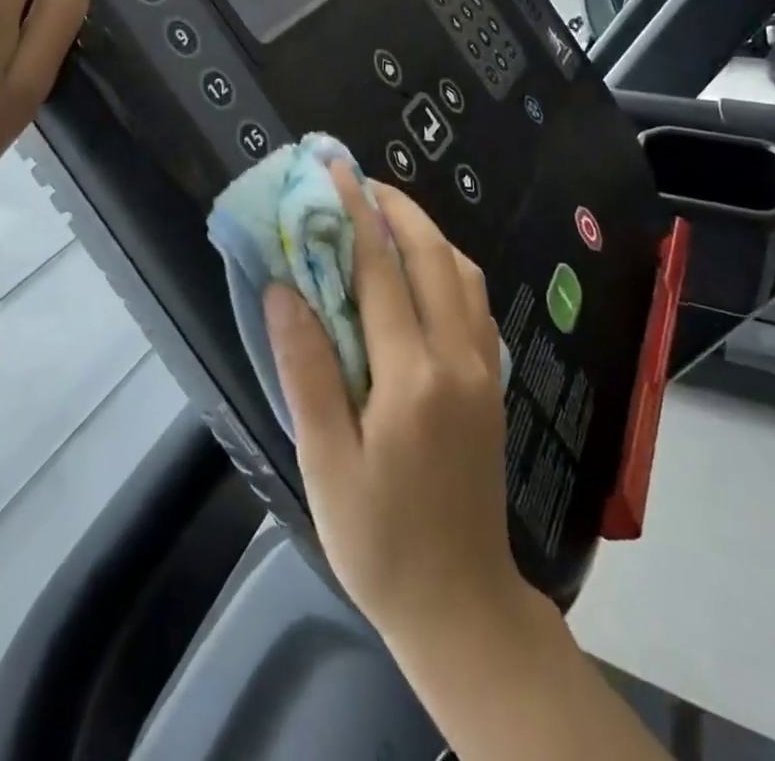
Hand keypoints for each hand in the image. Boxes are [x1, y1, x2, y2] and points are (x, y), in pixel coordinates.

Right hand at [266, 165, 521, 648]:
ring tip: (385, 215)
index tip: (336, 170)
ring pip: (462, 272)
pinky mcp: (492, 381)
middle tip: (358, 181)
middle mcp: (457, 357)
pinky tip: (420, 269)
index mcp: (412, 376)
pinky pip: (473, 299)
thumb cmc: (380, 541)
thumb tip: (283, 290)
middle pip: (433, 256)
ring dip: (426, 231)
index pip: (381, 271)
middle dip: (396, 207)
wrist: (462, 605)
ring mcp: (483, 367)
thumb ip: (307, 370)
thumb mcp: (326, 464)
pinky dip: (447, 264)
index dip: (356, 214)